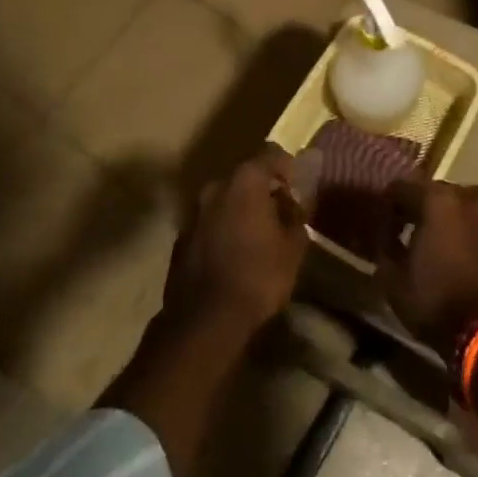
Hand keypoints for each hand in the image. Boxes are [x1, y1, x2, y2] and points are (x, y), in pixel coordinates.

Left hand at [162, 146, 308, 337]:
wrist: (204, 321)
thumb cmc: (258, 276)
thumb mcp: (293, 247)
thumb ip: (296, 216)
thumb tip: (293, 204)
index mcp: (246, 180)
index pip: (272, 155)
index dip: (287, 169)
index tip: (297, 189)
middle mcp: (216, 186)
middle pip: (245, 177)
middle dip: (262, 191)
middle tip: (279, 214)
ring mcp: (193, 212)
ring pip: (224, 200)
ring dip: (240, 211)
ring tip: (255, 237)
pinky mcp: (180, 238)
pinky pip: (208, 224)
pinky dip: (222, 230)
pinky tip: (232, 255)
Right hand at [380, 180, 477, 358]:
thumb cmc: (436, 302)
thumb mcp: (394, 282)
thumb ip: (386, 249)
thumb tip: (387, 237)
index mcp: (435, 200)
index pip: (402, 188)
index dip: (389, 204)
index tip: (385, 224)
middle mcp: (466, 197)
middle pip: (437, 192)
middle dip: (422, 207)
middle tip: (412, 230)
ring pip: (466, 204)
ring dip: (452, 216)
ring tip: (444, 239)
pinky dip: (475, 232)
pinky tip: (470, 253)